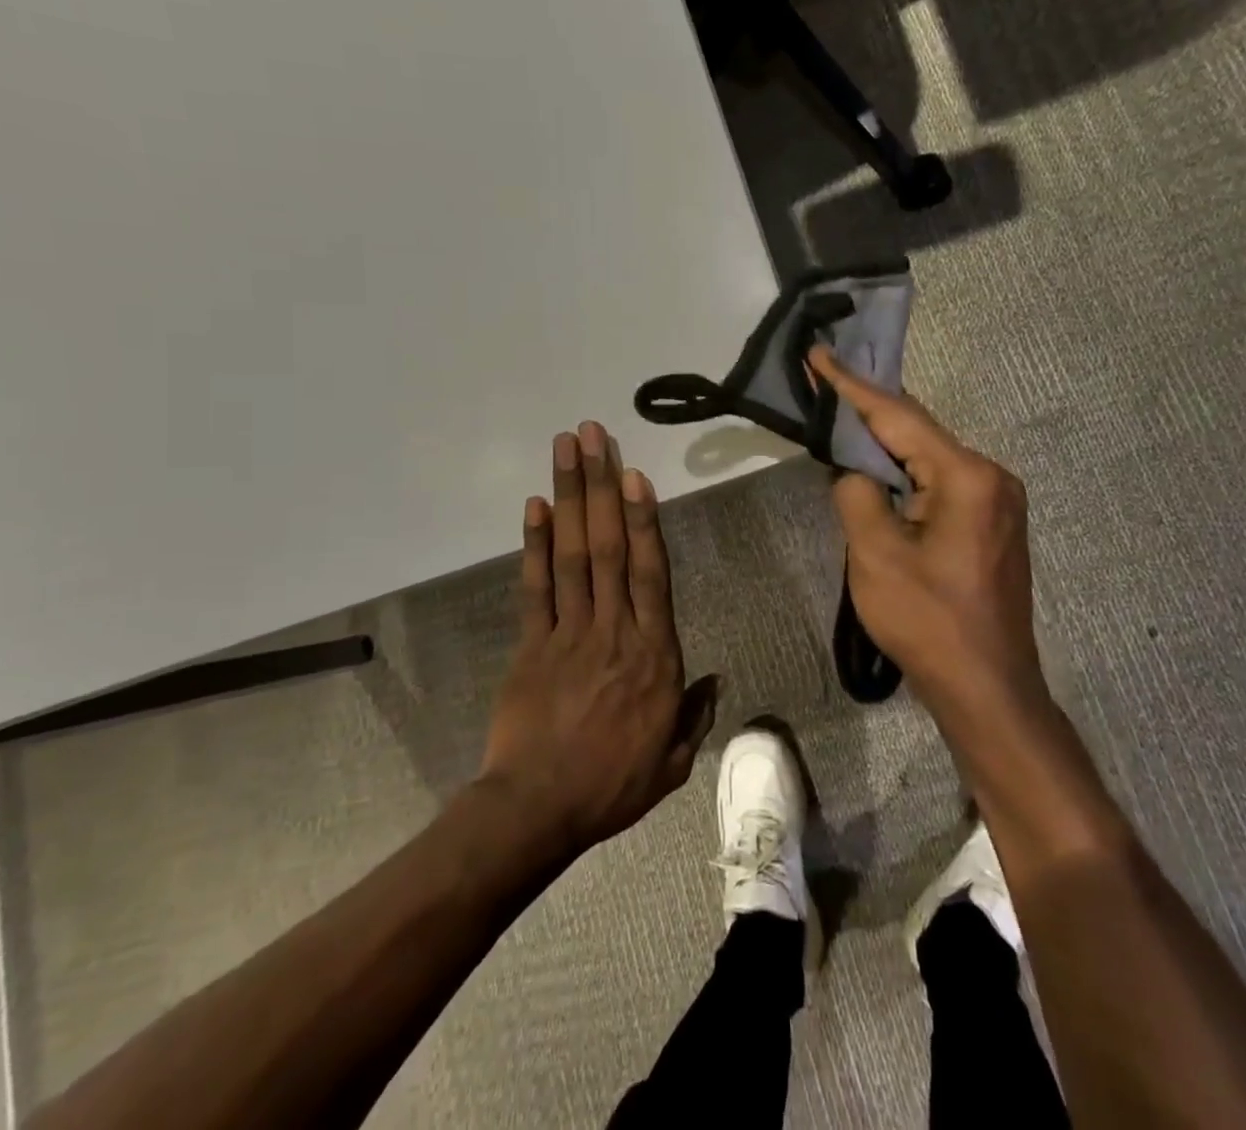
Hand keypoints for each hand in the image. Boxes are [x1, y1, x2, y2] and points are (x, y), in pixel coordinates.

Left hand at [478, 422, 717, 858]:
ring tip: (566, 450)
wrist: (537, 810)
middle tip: (593, 435)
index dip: (643, 520)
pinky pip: (533, 586)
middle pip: (607, 546)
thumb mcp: (673, 761)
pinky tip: (534, 505)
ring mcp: (567, 632)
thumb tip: (715, 680)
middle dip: (601, 486)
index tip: (635, 475)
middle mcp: (612, 629)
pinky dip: (533, 544)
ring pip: (571, 554)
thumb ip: (695, 715)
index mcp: (653, 654)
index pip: (650, 573)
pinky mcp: (530, 643)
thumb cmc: (612, 785)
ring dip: (569, 498)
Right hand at [810, 347, 1050, 724]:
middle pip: (919, 432)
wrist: (987, 689)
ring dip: (886, 443)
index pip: (899, 418)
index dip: (852, 386)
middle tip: (825, 379)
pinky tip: (878, 467)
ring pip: (929, 457)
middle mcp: (991, 477)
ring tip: (843, 415)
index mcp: (967, 478)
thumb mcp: (875, 555)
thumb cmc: (929, 623)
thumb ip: (856, 494)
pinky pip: (940, 482)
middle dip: (869, 409)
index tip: (819, 354)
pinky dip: (905, 472)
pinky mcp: (991, 525)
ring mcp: (997, 502)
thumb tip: (854, 471)